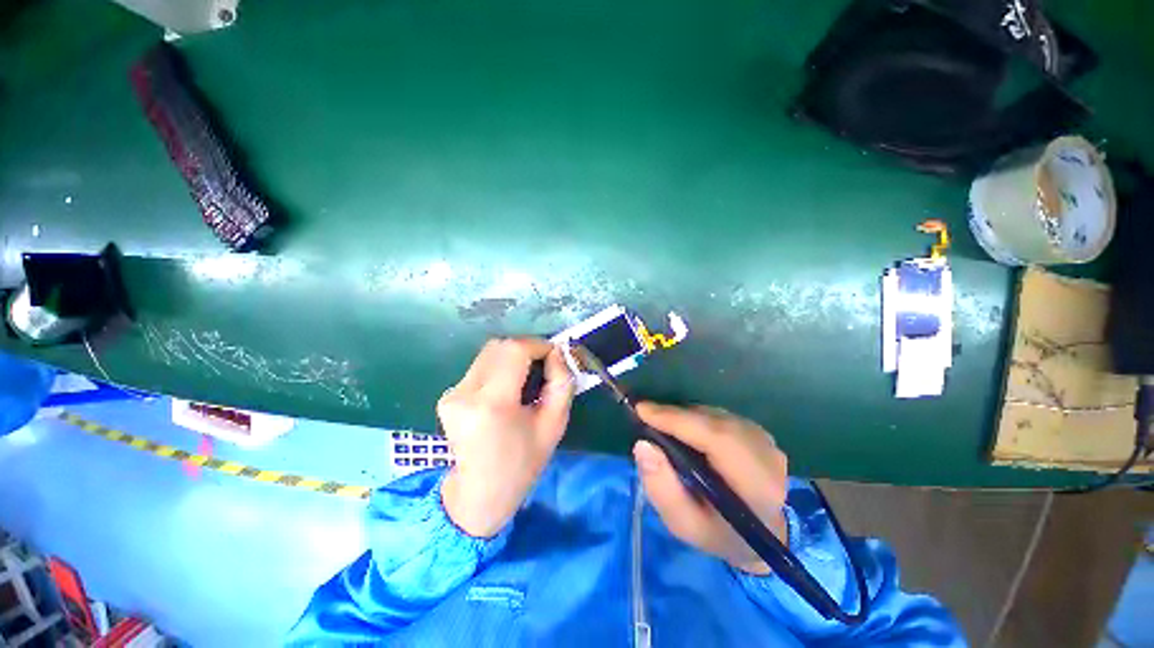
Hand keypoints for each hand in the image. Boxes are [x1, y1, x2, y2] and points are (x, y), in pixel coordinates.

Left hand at [437, 339, 574, 537]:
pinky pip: (480, 367)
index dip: (537, 345)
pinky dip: (500, 368)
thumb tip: (556, 353)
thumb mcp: (554, 424)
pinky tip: (509, 388)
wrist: (479, 495)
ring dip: (513, 357)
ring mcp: (451, 394)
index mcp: (492, 404)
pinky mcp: (448, 396)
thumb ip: (561, 383)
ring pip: (489, 354)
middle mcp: (465, 393)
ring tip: (527, 378)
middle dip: (526, 349)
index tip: (554, 355)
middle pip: (499, 347)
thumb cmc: (522, 464)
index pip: (514, 351)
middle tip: (543, 365)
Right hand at [633, 403, 787, 574]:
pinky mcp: (760, 433)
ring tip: (662, 422)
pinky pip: (721, 415)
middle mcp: (768, 457)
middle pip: (715, 421)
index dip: (678, 420)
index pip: (717, 439)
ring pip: (717, 415)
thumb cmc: (719, 533)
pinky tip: (684, 427)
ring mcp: (767, 441)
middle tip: (646, 414)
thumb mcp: (684, 524)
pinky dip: (697, 416)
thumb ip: (661, 488)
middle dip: (676, 415)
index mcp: (756, 486)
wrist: (761, 533)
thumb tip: (643, 445)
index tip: (642, 409)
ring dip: (686, 415)